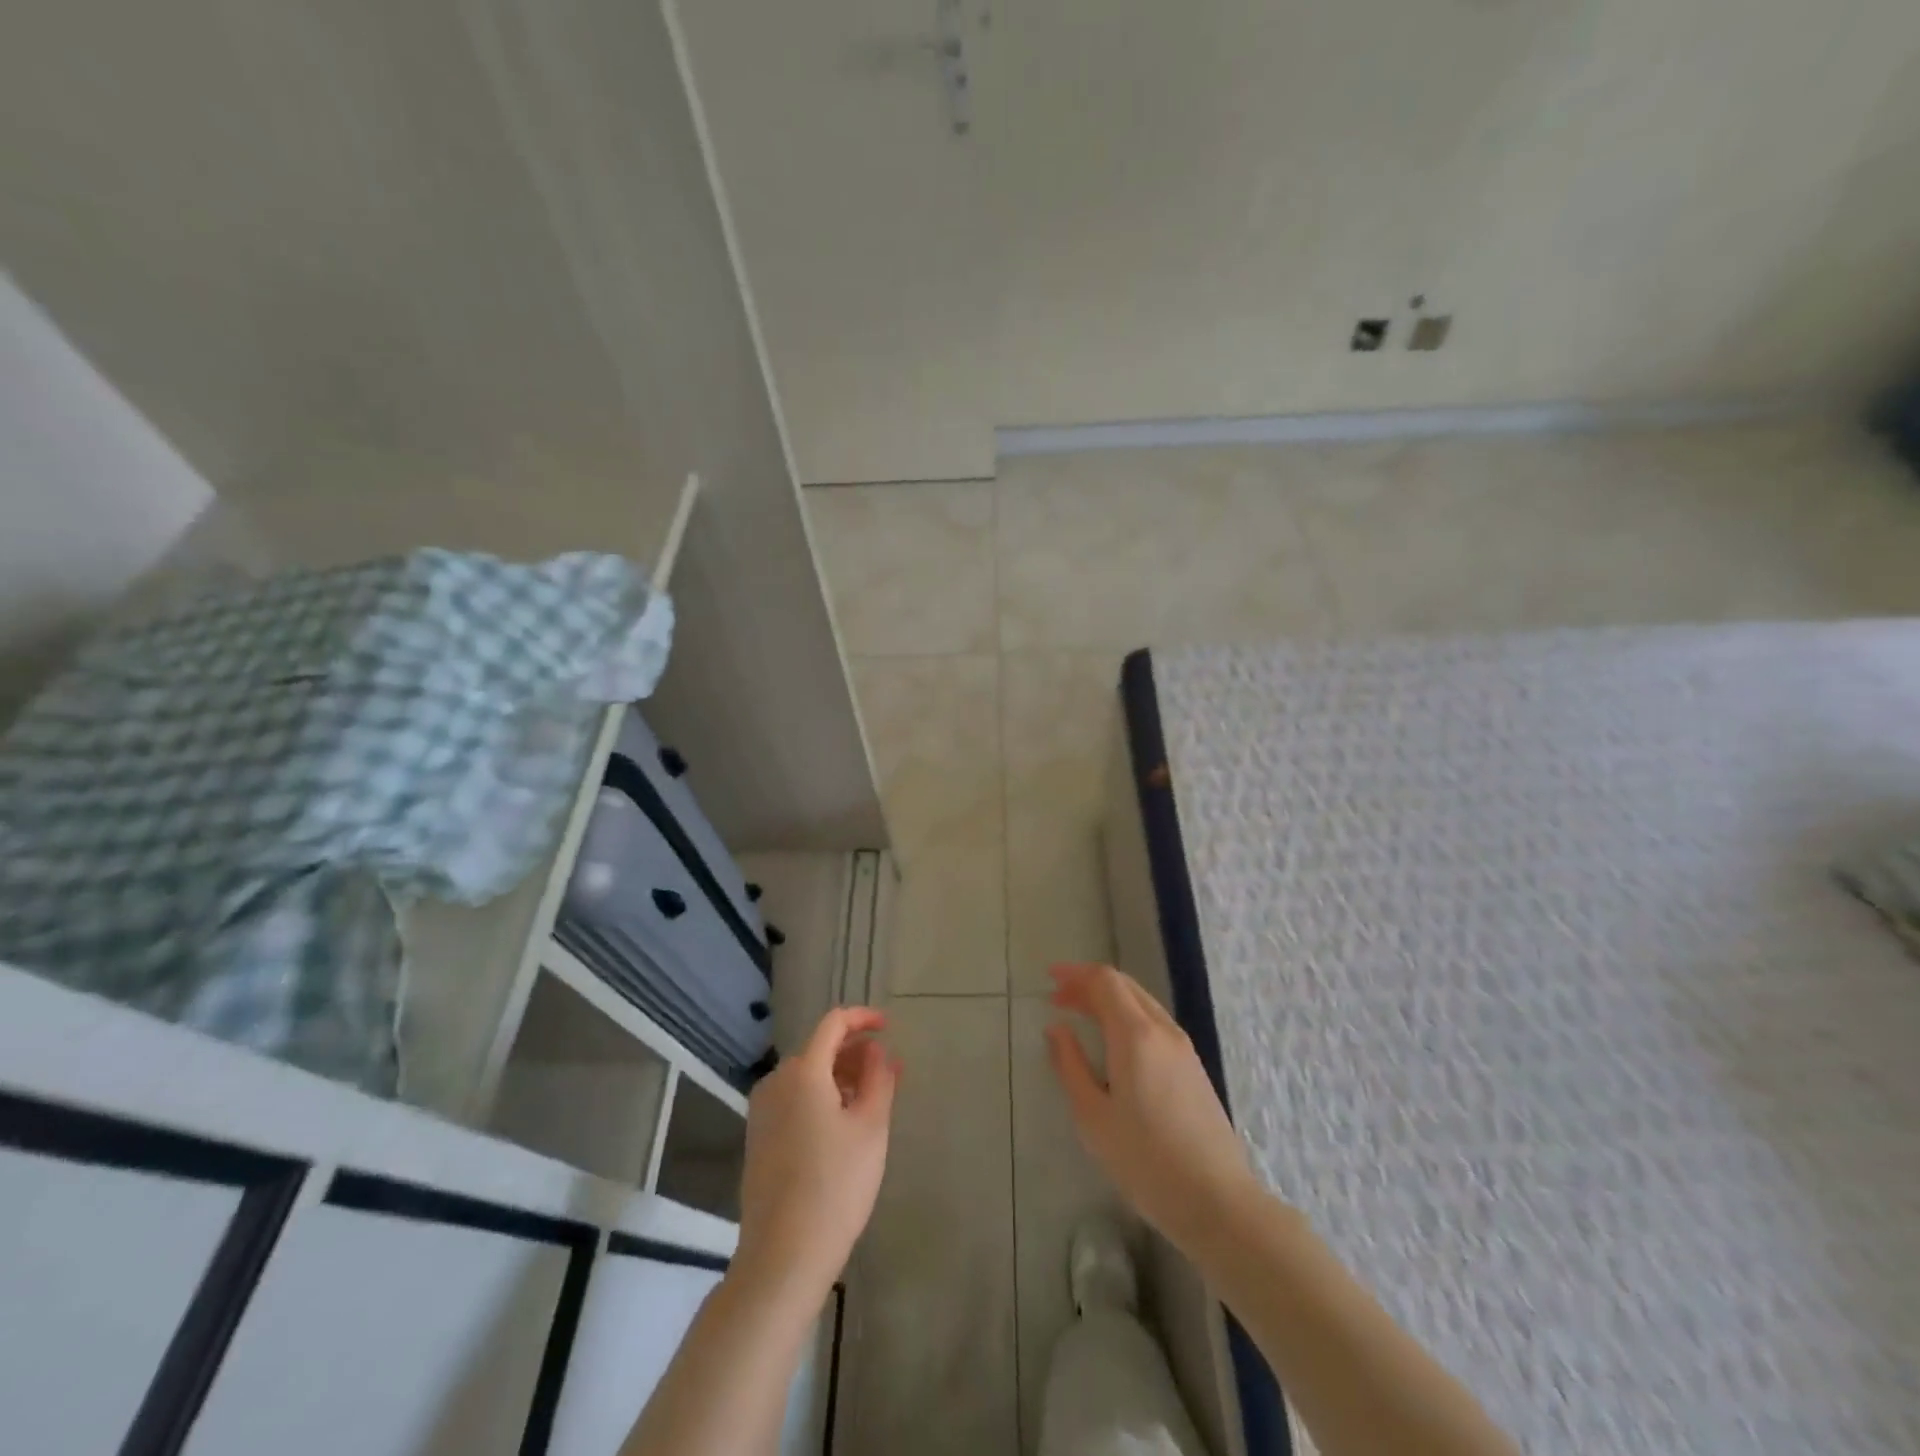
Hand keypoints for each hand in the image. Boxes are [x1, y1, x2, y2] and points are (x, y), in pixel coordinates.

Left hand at [734, 1007, 898, 1309]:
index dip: (863, 1018)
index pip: (833, 1023)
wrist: (783, 1256)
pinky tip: (843, 1126)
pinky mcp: (759, 1138)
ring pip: (808, 1077)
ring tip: (872, 1101)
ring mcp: (762, 1112)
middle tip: (889, 1074)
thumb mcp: (871, 1127)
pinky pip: (795, 1100)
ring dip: (841, 1078)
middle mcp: (776, 1082)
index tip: (889, 1027)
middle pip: (820, 1050)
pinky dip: (821, 1098)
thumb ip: (878, 1078)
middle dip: (856, 1054)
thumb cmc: (836, 1185)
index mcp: (803, 1072)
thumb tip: (876, 1051)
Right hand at [1046, 963, 1261, 1254]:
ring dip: (1109, 1001)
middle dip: (1090, 985)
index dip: (1076, 974)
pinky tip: (1114, 1042)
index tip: (1050, 980)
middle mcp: (1163, 1030)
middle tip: (1059, 998)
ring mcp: (1184, 1049)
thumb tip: (1057, 1029)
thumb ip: (1070, 1065)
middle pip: (1125, 987)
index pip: (1105, 982)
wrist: (1217, 1202)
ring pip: (1142, 1004)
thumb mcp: (1093, 1117)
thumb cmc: (1145, 1161)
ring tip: (1081, 1016)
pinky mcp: (1194, 1068)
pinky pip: (1155, 1023)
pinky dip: (1127, 1018)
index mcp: (1136, 1035)